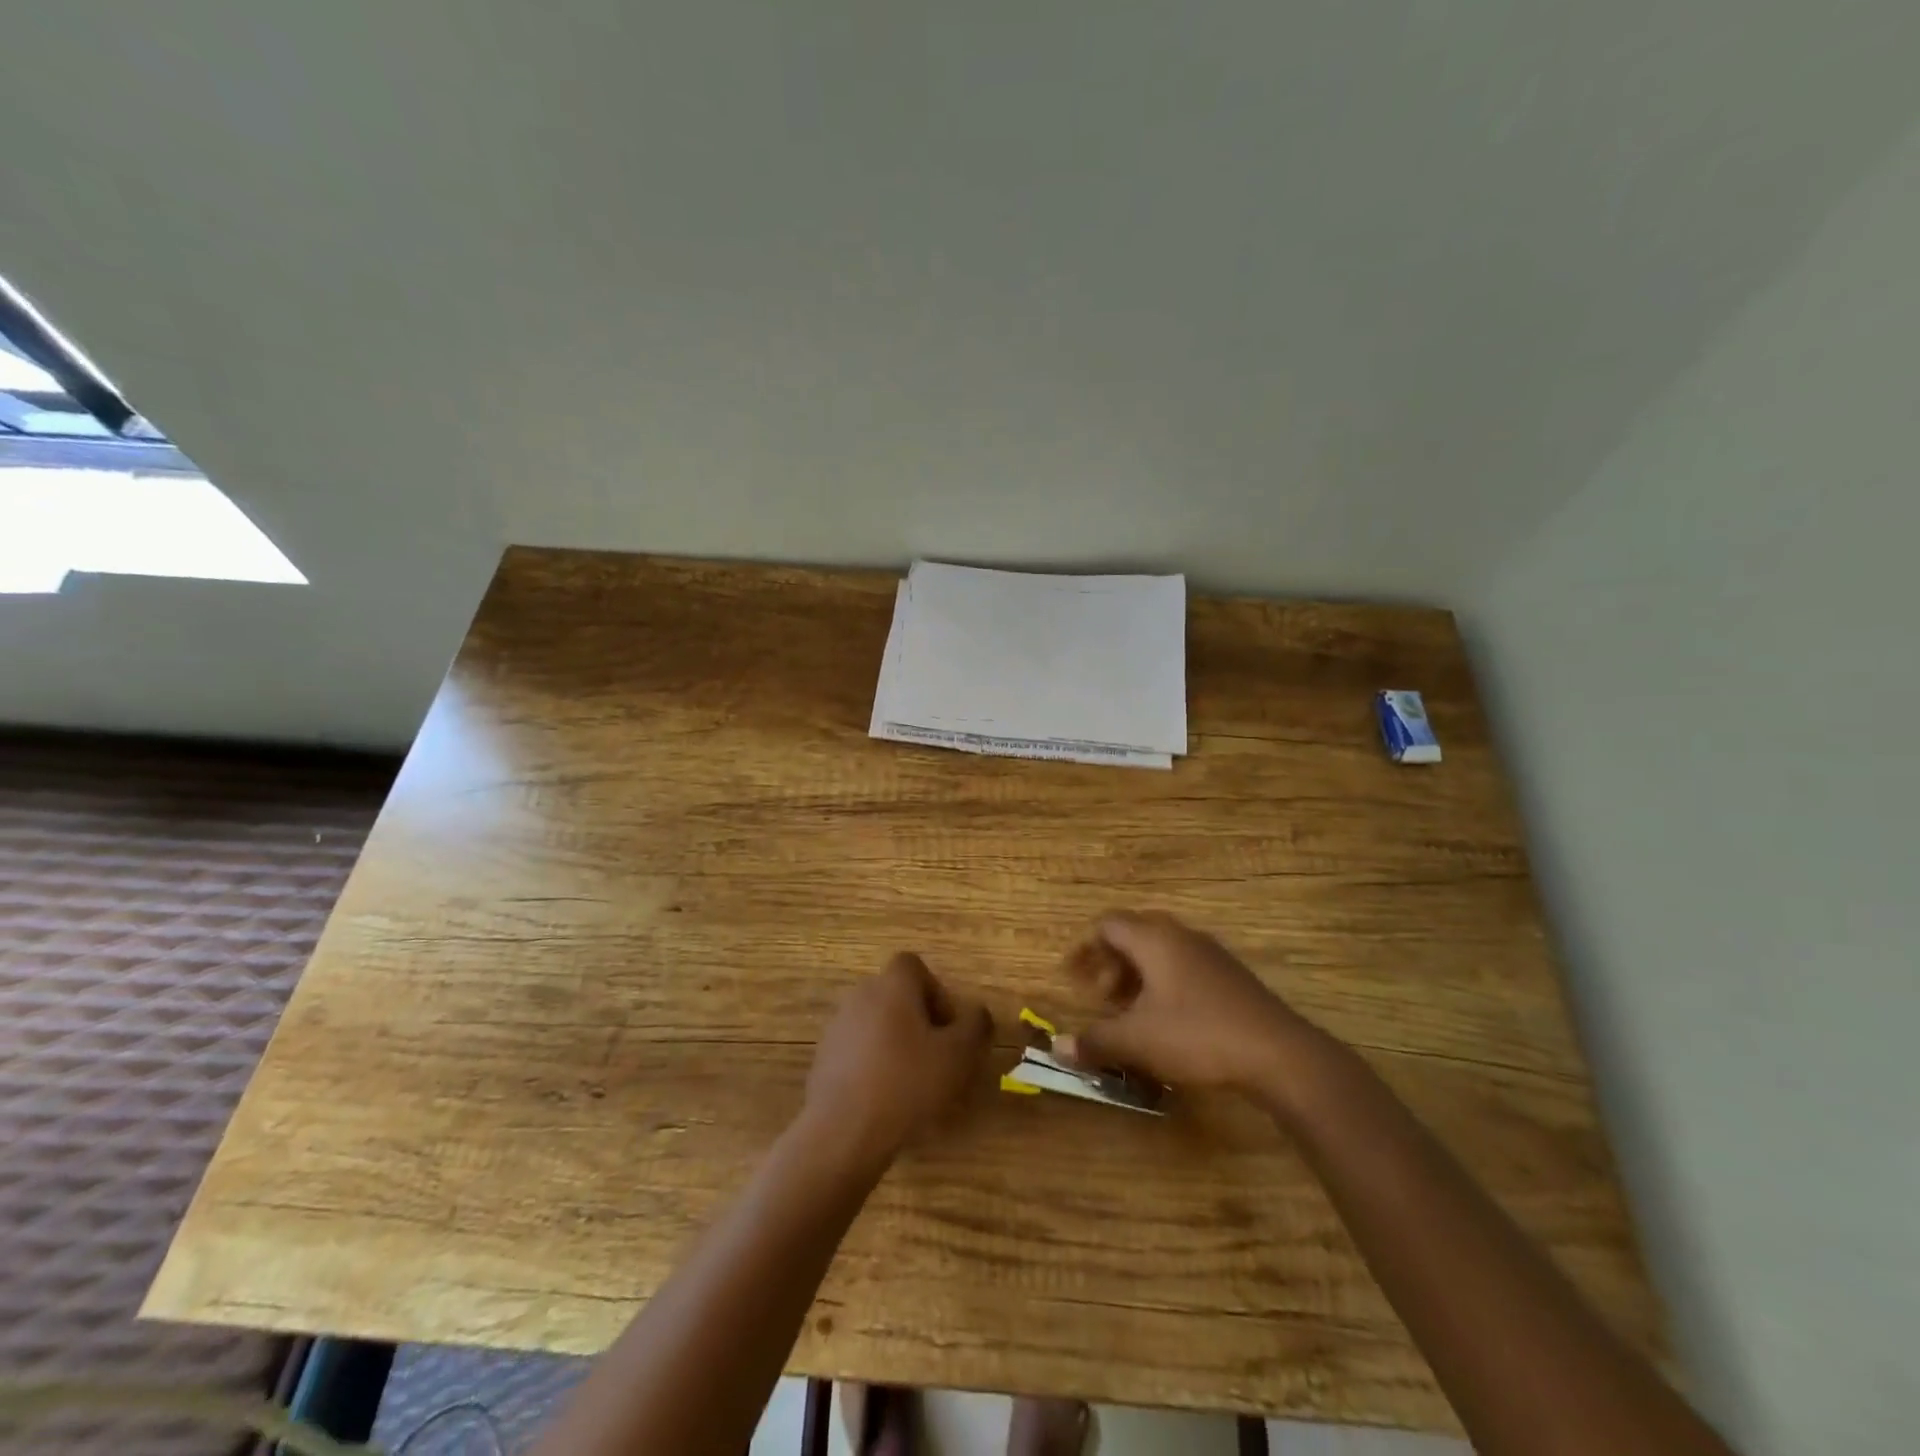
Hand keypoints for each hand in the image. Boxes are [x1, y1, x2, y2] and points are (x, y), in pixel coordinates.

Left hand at [801, 953, 992, 1167]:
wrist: (843, 1131)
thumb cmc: (907, 1082)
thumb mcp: (958, 1056)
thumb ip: (975, 1027)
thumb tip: (978, 1013)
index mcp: (892, 985)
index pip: (914, 966)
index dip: (936, 991)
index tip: (948, 1027)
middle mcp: (861, 995)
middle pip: (895, 995)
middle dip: (919, 1020)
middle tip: (938, 1056)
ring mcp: (838, 1027)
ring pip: (877, 1024)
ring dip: (896, 1043)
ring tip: (914, 1082)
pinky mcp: (824, 1059)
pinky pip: (858, 1051)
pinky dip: (874, 1065)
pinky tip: (887, 1099)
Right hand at [1055, 911, 1317, 1097]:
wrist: (1278, 1052)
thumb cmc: (1197, 1035)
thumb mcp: (1138, 1041)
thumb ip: (1095, 1041)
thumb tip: (1057, 1048)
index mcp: (1154, 939)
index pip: (1107, 924)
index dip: (1085, 948)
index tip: (1072, 977)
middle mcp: (1180, 935)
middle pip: (1133, 934)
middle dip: (1111, 964)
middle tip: (1101, 997)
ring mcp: (1210, 953)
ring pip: (1160, 951)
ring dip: (1137, 976)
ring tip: (1131, 1012)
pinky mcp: (1230, 976)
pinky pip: (1183, 965)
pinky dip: (1163, 983)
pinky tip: (1167, 1021)